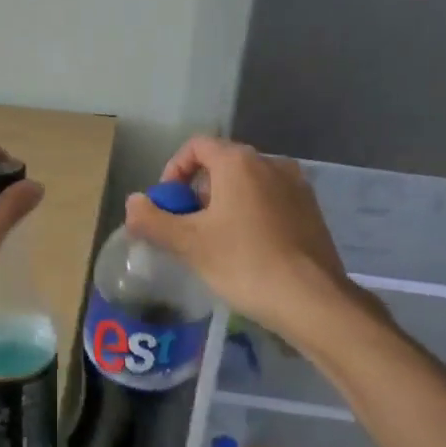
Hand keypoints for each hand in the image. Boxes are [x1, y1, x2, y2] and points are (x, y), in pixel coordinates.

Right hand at [123, 136, 352, 341]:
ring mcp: (297, 186)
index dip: (173, 171)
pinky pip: (270, 202)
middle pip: (222, 165)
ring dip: (224, 205)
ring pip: (248, 185)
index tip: (167, 205)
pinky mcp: (312, 212)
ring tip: (215, 243)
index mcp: (239, 162)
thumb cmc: (244, 263)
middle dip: (197, 192)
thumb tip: (133, 203)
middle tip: (186, 229)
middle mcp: (271, 163)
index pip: (196, 146)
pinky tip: (248, 252)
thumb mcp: (189, 244)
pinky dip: (251, 215)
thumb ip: (153, 220)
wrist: (312, 300)